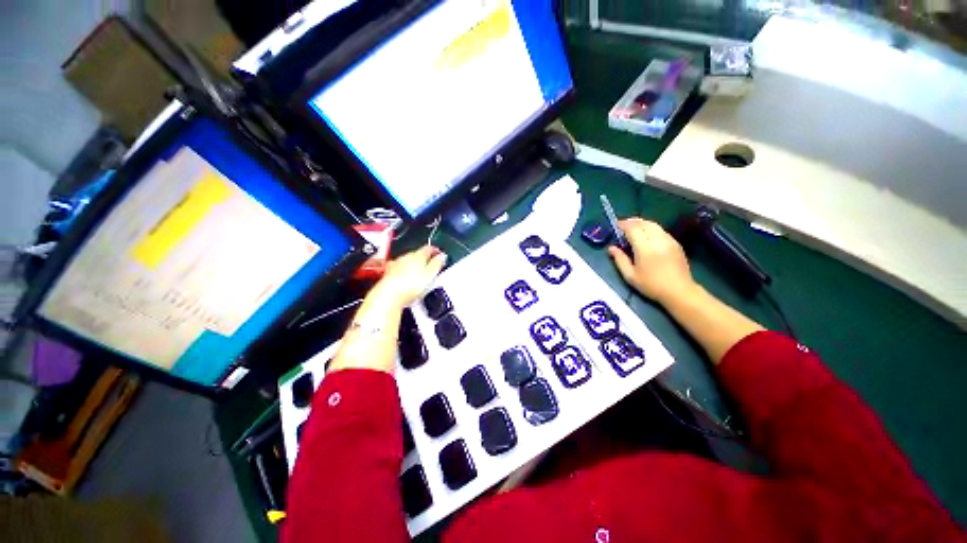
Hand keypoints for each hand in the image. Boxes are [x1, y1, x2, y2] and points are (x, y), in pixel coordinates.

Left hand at [373, 246, 447, 308]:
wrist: (389, 295)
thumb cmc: (409, 285)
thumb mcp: (430, 274)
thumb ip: (437, 264)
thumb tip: (442, 256)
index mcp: (417, 255)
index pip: (428, 248)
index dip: (436, 251)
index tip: (440, 254)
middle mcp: (405, 257)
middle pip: (417, 254)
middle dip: (425, 258)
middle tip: (432, 265)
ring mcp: (396, 264)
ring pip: (408, 261)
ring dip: (415, 265)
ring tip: (420, 274)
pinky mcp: (389, 273)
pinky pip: (400, 269)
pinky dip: (405, 272)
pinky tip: (407, 279)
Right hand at [608, 218, 697, 304]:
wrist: (679, 291)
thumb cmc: (651, 285)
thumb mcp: (630, 276)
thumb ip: (619, 260)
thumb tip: (611, 248)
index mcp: (645, 248)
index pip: (633, 228)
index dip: (623, 225)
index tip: (615, 226)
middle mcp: (658, 240)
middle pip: (644, 223)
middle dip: (632, 222)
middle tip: (622, 227)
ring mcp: (669, 240)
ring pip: (653, 225)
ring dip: (642, 224)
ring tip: (633, 230)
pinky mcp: (676, 243)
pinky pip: (661, 230)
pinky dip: (651, 229)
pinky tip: (646, 237)